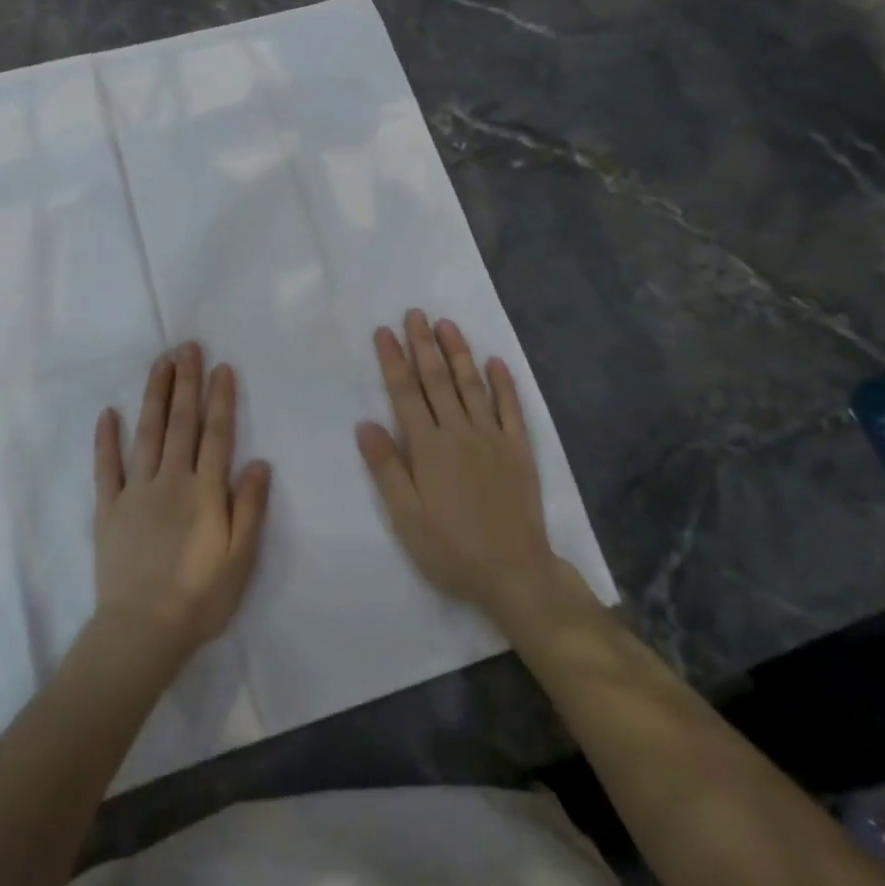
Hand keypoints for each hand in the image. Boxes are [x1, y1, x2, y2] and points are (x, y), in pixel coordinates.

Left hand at [93, 342, 270, 660]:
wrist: (142, 632)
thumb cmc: (200, 598)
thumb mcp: (240, 558)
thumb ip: (249, 508)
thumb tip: (258, 462)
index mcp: (204, 492)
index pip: (216, 434)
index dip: (220, 399)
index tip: (221, 367)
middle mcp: (170, 480)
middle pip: (180, 423)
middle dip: (186, 382)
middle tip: (187, 347)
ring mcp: (135, 492)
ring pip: (146, 433)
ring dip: (154, 396)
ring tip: (160, 364)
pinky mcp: (108, 509)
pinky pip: (106, 468)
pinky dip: (106, 439)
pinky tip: (108, 413)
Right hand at [356, 310, 568, 623]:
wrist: (513, 572)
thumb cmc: (450, 549)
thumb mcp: (406, 518)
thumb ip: (386, 468)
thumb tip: (365, 423)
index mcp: (428, 448)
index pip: (405, 393)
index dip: (393, 360)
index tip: (383, 331)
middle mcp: (459, 432)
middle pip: (437, 380)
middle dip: (423, 344)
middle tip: (415, 313)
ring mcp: (492, 438)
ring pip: (472, 385)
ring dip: (458, 352)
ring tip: (447, 324)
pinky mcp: (519, 449)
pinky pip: (510, 408)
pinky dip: (503, 383)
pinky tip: (496, 361)